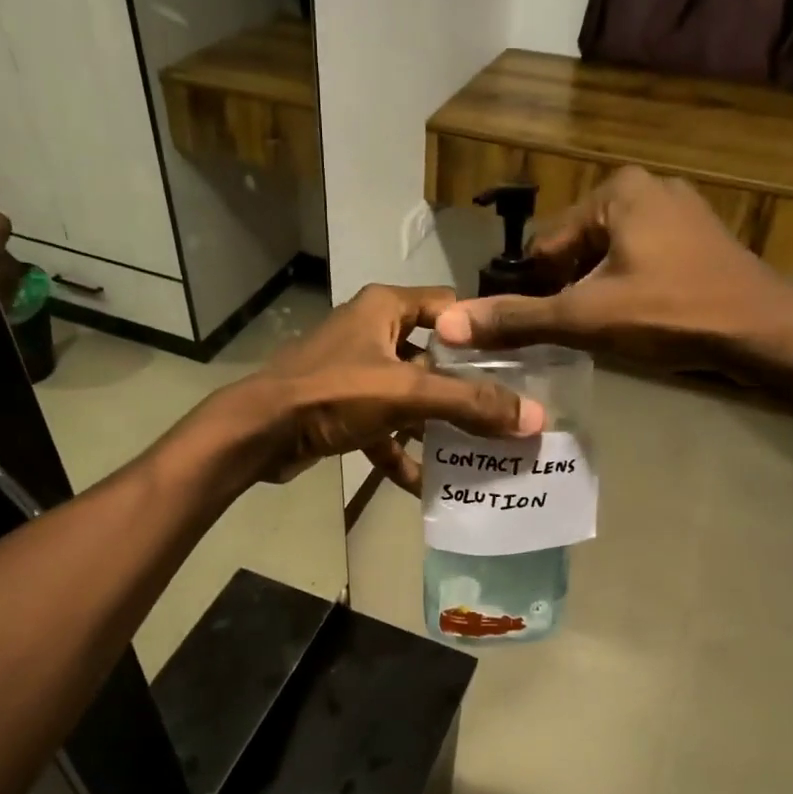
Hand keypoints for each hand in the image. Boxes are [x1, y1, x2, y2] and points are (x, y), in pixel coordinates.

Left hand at [229, 284, 543, 492]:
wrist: (258, 433)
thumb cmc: (332, 394)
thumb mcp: (405, 394)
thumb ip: (468, 404)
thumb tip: (533, 418)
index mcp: (386, 308)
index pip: (449, 308)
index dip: (482, 333)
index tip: (518, 364)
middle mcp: (372, 332)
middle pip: (433, 358)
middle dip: (465, 390)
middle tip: (505, 416)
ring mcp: (355, 371)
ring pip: (409, 396)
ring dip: (435, 426)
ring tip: (477, 453)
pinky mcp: (341, 408)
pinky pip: (383, 427)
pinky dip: (400, 452)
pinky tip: (424, 485)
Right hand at [433, 166, 792, 377]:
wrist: (765, 333)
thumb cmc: (671, 313)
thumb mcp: (585, 317)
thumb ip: (516, 320)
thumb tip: (447, 324)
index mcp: (616, 191)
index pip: (545, 245)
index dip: (536, 291)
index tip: (543, 329)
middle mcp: (646, 188)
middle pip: (576, 251)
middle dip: (569, 293)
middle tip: (577, 335)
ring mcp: (678, 212)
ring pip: (607, 260)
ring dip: (597, 295)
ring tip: (607, 333)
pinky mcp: (698, 240)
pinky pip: (640, 263)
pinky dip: (629, 291)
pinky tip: (639, 322)